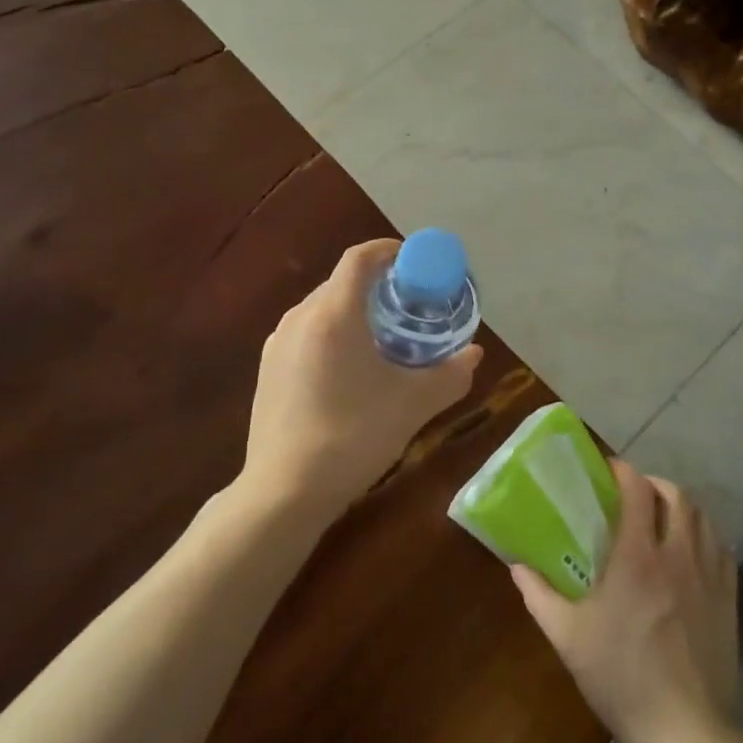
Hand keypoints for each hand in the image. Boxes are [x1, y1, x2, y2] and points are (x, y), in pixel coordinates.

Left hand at [242, 239, 481, 522]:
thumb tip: (475, 354)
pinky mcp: (267, 369)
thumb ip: (450, 375)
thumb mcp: (412, 405)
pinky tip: (350, 371)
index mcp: (333, 313)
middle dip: (379, 286)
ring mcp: (277, 343)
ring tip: (385, 339)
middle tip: (411, 307)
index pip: (360, 258)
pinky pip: (307, 334)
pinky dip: (333, 335)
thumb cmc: (353, 436)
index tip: (417, 264)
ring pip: (323, 309)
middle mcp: (300, 317)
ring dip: (355, 312)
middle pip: (343, 282)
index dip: (390, 251)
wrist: (284, 491)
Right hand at [512, 460, 737, 742]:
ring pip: (704, 519)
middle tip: (635, 494)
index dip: (624, 471)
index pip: (637, 491)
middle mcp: (678, 555)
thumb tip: (516, 565)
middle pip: (677, 496)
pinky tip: (692, 551)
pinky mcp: (729, 600)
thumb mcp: (566, 636)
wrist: (685, 729)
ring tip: (663, 517)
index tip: (609, 470)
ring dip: (682, 507)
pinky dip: (706, 536)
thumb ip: (538, 594)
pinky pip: (722, 549)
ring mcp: (709, 577)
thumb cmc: (620, 676)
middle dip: (655, 484)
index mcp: (637, 557)